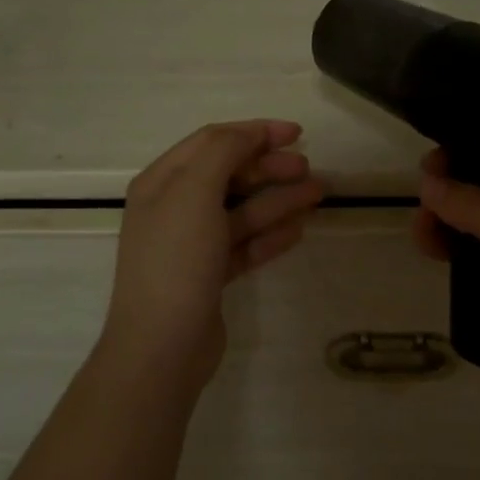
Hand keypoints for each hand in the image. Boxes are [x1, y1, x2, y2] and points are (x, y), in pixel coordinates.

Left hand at [103, 120, 323, 394]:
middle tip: (308, 169)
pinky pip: (244, 244)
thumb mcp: (195, 191)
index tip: (296, 133)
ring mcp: (192, 244)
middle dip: (270, 168)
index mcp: (162, 181)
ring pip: (242, 210)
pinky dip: (270, 235)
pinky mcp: (209, 275)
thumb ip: (223, 152)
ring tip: (317, 194)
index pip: (213, 141)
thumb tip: (249, 136)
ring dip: (279, 200)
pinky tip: (298, 230)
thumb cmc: (177, 259)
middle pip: (230, 175)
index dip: (255, 132)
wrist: (162, 347)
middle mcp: (174, 207)